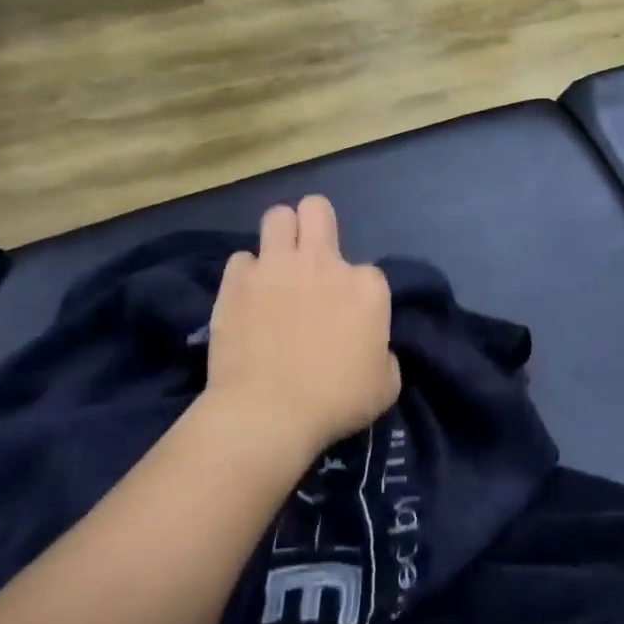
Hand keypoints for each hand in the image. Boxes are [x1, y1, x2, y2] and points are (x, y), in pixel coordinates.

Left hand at [202, 197, 400, 470]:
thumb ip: (384, 354)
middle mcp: (323, 263)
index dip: (359, 294)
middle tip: (312, 255)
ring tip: (278, 263)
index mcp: (367, 286)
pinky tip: (248, 296)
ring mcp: (276, 267)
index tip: (350, 319)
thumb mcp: (386, 384)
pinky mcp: (236, 281)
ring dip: (281, 235)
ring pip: (277, 217)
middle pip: (317, 210)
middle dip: (316, 224)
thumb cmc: (337, 401)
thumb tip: (372, 347)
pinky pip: (242, 259)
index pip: (369, 272)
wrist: (268, 413)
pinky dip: (247, 274)